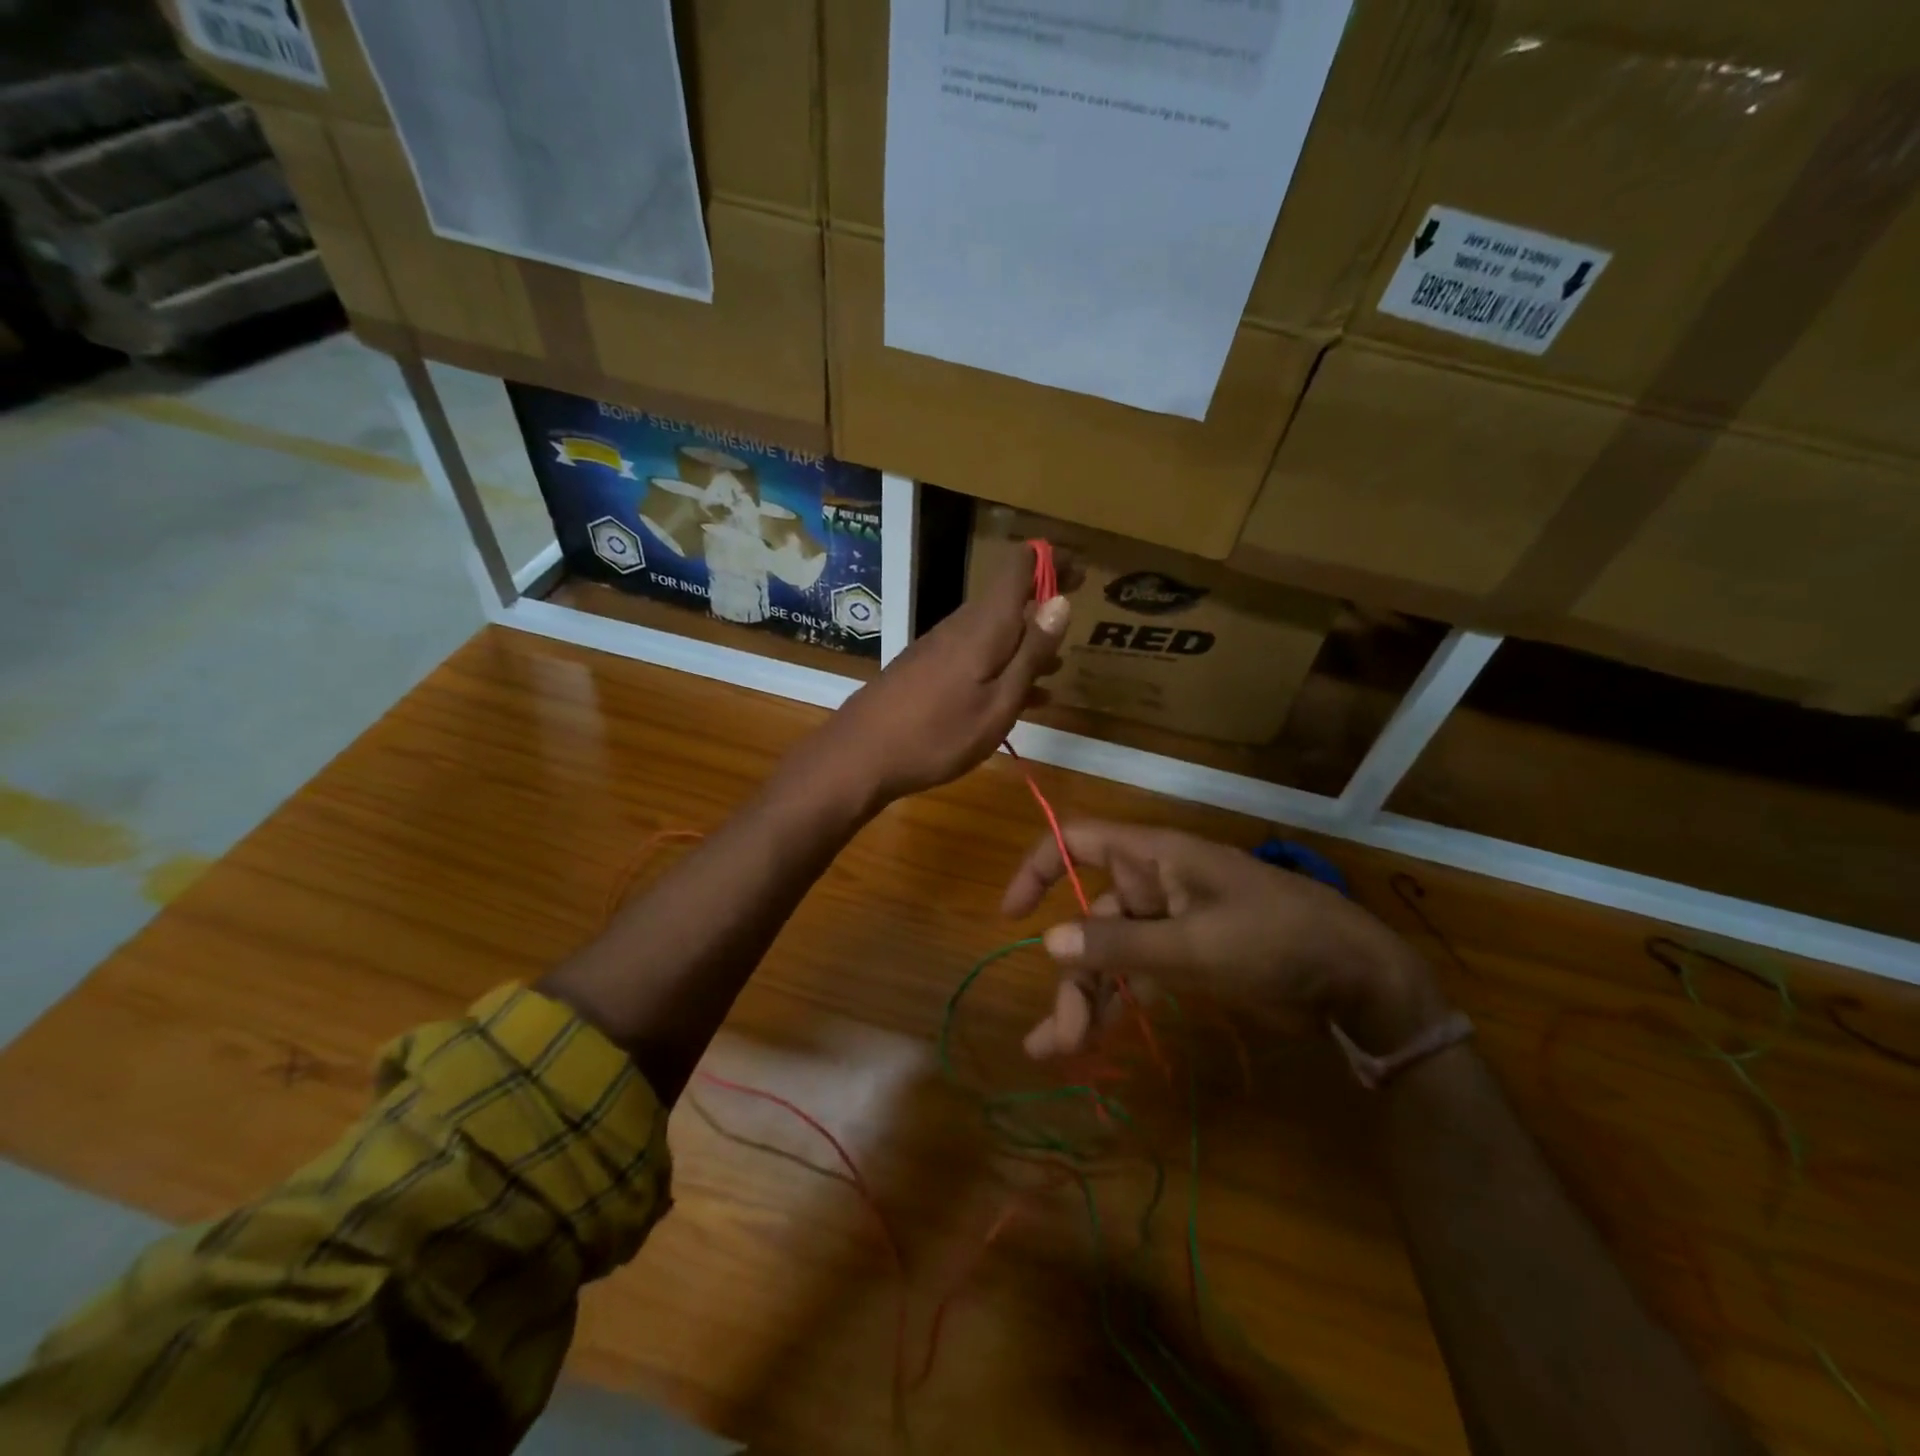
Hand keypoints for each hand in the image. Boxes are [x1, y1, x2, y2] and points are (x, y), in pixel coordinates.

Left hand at [801, 544, 1069, 806]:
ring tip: (1059, 667)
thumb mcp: (998, 702)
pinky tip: (1021, 698)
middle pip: (1008, 598)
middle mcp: (962, 626)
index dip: (1050, 561)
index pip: (1019, 567)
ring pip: (995, 632)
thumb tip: (1061, 601)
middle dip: (1044, 604)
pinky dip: (1003, 667)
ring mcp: (941, 647)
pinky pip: (977, 656)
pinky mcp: (928, 669)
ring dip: (1027, 643)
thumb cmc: (938, 734)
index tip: (1081, 573)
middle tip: (1077, 623)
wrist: (861, 756)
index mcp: (984, 626)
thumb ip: (1030, 653)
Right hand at [1000, 820, 1446, 1057]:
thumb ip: (1119, 944)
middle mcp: (1153, 884)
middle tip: (1062, 1037)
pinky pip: (1135, 976)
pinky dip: (1115, 1004)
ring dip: (1086, 998)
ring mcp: (1169, 924)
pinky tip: (1092, 1043)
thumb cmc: (1275, 941)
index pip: (1077, 840)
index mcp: (1153, 857)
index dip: (1039, 868)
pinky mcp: (1186, 959)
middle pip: (1089, 916)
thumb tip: (1049, 943)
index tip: (1012, 915)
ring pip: (1109, 954)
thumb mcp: (1194, 944)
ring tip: (1062, 1052)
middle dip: (1071, 973)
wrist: (1356, 980)